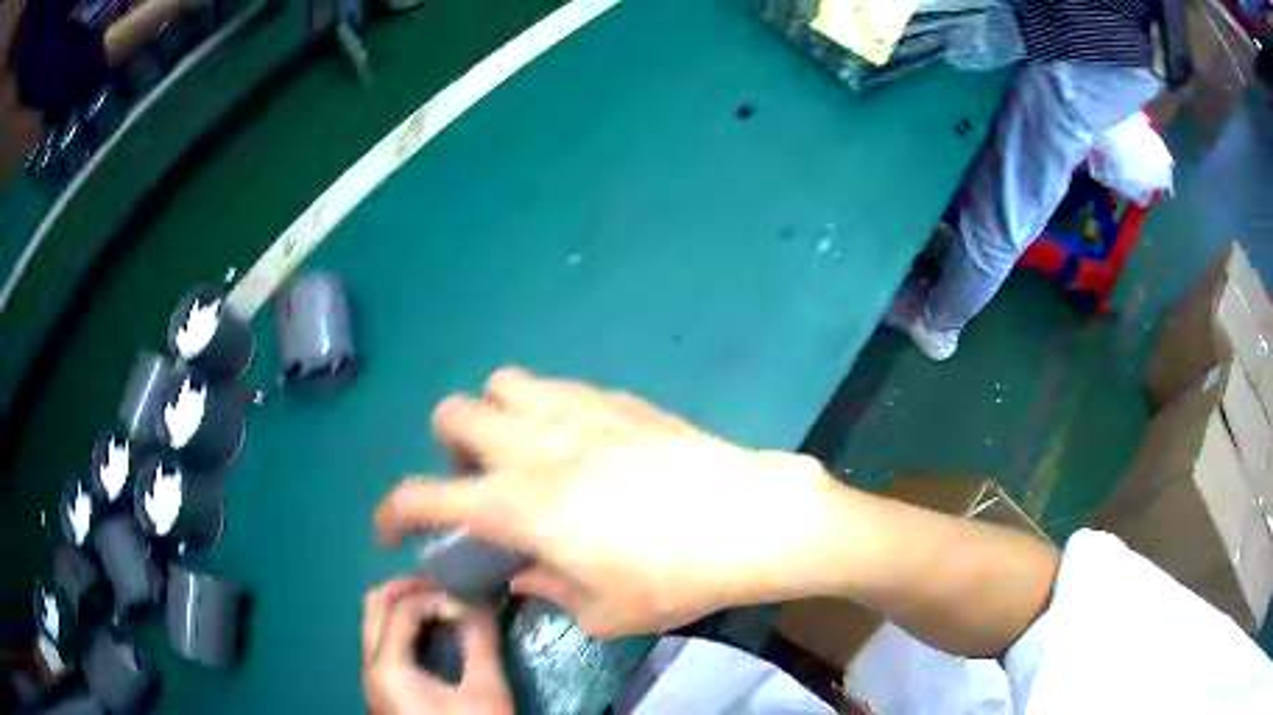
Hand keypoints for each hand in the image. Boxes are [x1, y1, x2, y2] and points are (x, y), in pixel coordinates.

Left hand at [362, 579, 512, 714]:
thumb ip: (481, 643)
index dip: (439, 597)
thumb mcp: (485, 692)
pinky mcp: (382, 688)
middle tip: (450, 589)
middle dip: (411, 588)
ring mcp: (371, 677)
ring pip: (375, 621)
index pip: (403, 607)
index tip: (473, 604)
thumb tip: (483, 600)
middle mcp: (369, 665)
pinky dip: (405, 626)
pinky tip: (436, 634)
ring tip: (446, 608)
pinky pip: (383, 641)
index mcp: (387, 666)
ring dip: (406, 605)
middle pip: (374, 604)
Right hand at [375, 368, 843, 638]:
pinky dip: (546, 408)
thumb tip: (523, 573)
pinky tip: (579, 441)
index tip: (391, 529)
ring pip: (504, 384)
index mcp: (520, 504)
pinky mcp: (620, 399)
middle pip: (454, 413)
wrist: (752, 520)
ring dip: (495, 416)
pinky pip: (559, 387)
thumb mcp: (604, 612)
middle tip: (478, 484)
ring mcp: (579, 411)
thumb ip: (548, 589)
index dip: (393, 513)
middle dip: (447, 448)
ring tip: (523, 451)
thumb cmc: (675, 577)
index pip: (425, 498)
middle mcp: (536, 445)